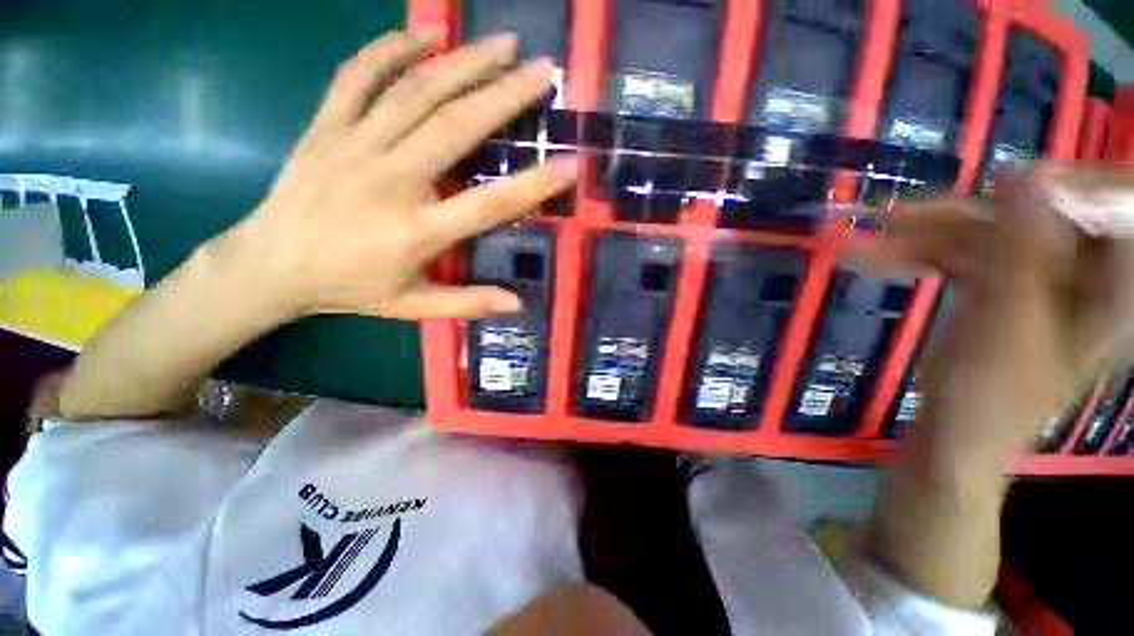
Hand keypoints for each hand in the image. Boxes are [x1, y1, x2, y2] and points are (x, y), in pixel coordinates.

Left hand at [222, 28, 576, 320]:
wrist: (269, 266)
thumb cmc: (349, 289)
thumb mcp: (413, 306)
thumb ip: (468, 303)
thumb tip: (517, 304)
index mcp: (416, 231)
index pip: (488, 204)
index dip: (533, 186)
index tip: (569, 165)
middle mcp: (389, 180)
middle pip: (455, 128)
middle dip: (505, 96)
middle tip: (542, 71)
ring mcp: (353, 145)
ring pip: (415, 91)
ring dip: (463, 62)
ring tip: (502, 43)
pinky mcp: (326, 126)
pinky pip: (359, 75)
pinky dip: (392, 48)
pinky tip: (426, 33)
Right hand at [852, 165, 1133, 438]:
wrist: (955, 434)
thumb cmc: (991, 395)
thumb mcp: (1010, 323)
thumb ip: (1023, 251)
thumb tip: (1024, 176)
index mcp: (1111, 287)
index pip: (1111, 208)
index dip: (1067, 187)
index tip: (1007, 183)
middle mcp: (1080, 272)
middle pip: (1032, 217)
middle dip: (964, 216)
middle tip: (899, 217)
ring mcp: (1036, 276)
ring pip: (987, 234)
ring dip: (927, 236)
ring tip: (870, 239)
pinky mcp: (998, 284)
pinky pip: (962, 255)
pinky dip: (921, 255)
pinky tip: (879, 258)